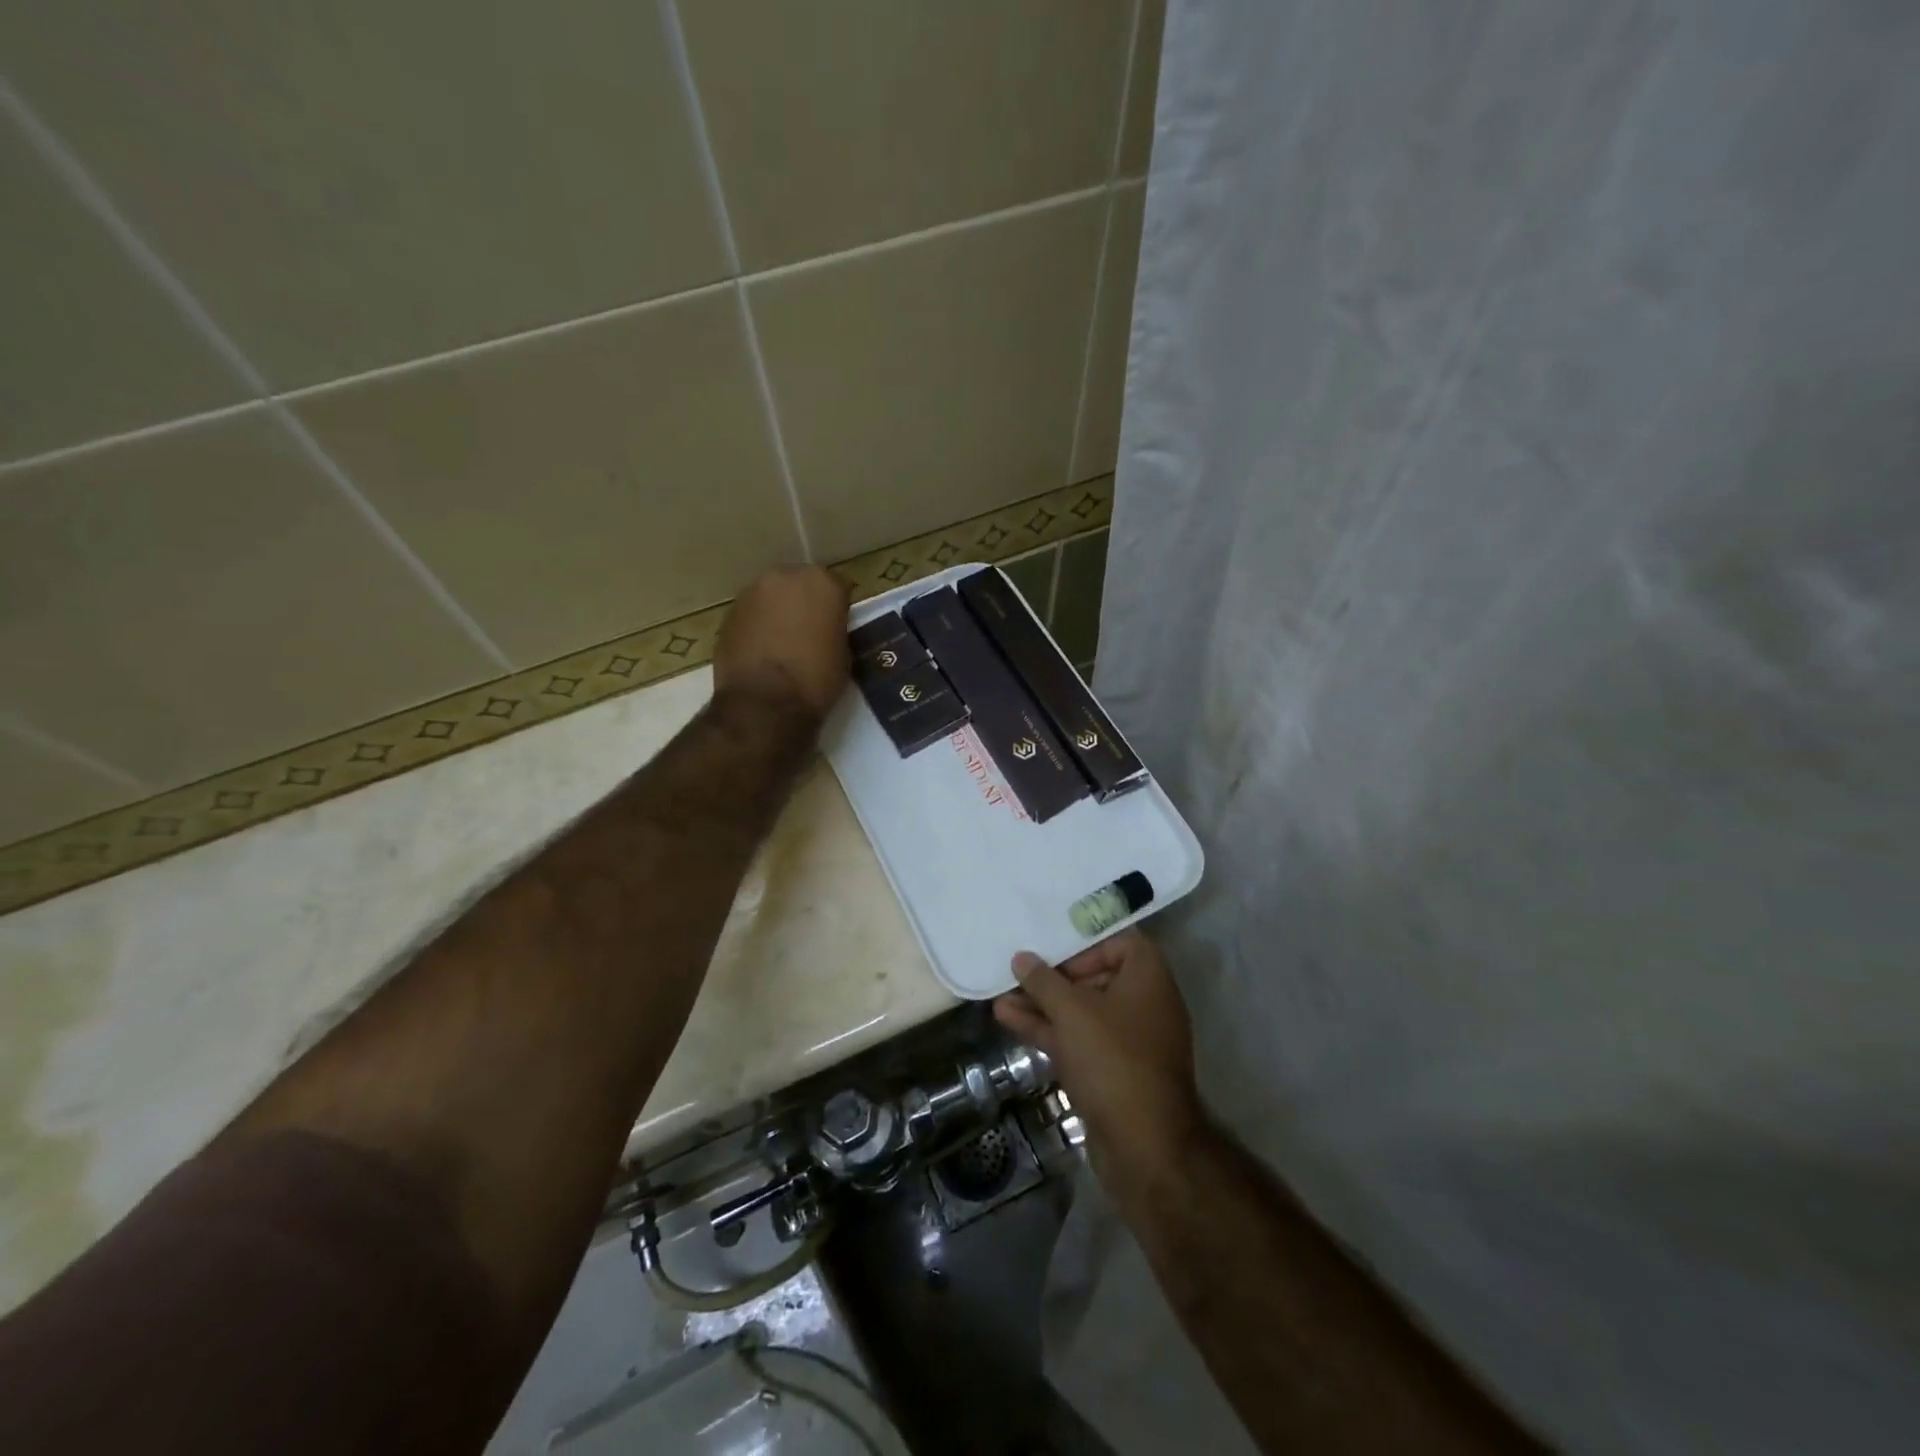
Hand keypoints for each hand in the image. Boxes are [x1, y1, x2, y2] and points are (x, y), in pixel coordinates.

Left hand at [713, 565, 850, 719]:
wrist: (763, 703)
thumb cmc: (814, 679)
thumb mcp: (842, 654)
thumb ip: (834, 629)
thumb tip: (825, 629)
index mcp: (821, 582)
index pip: (836, 587)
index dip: (837, 609)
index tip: (837, 627)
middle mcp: (784, 576)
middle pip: (799, 584)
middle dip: (804, 602)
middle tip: (809, 631)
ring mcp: (751, 592)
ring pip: (771, 597)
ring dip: (778, 612)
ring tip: (782, 643)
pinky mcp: (728, 614)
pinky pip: (751, 615)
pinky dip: (757, 626)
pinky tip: (762, 651)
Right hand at [994, 929, 1204, 1190]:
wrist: (1143, 1146)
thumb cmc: (1112, 1059)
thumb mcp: (1072, 1012)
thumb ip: (1043, 981)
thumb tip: (1022, 958)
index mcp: (1149, 979)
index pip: (1120, 943)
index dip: (1085, 945)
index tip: (1054, 954)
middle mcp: (1144, 1005)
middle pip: (1096, 978)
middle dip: (1053, 979)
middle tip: (1020, 976)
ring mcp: (1129, 1042)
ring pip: (1082, 1013)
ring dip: (1043, 1006)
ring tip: (1001, 997)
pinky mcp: (1113, 1072)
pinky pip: (1080, 1040)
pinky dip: (1050, 1031)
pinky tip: (1010, 1021)